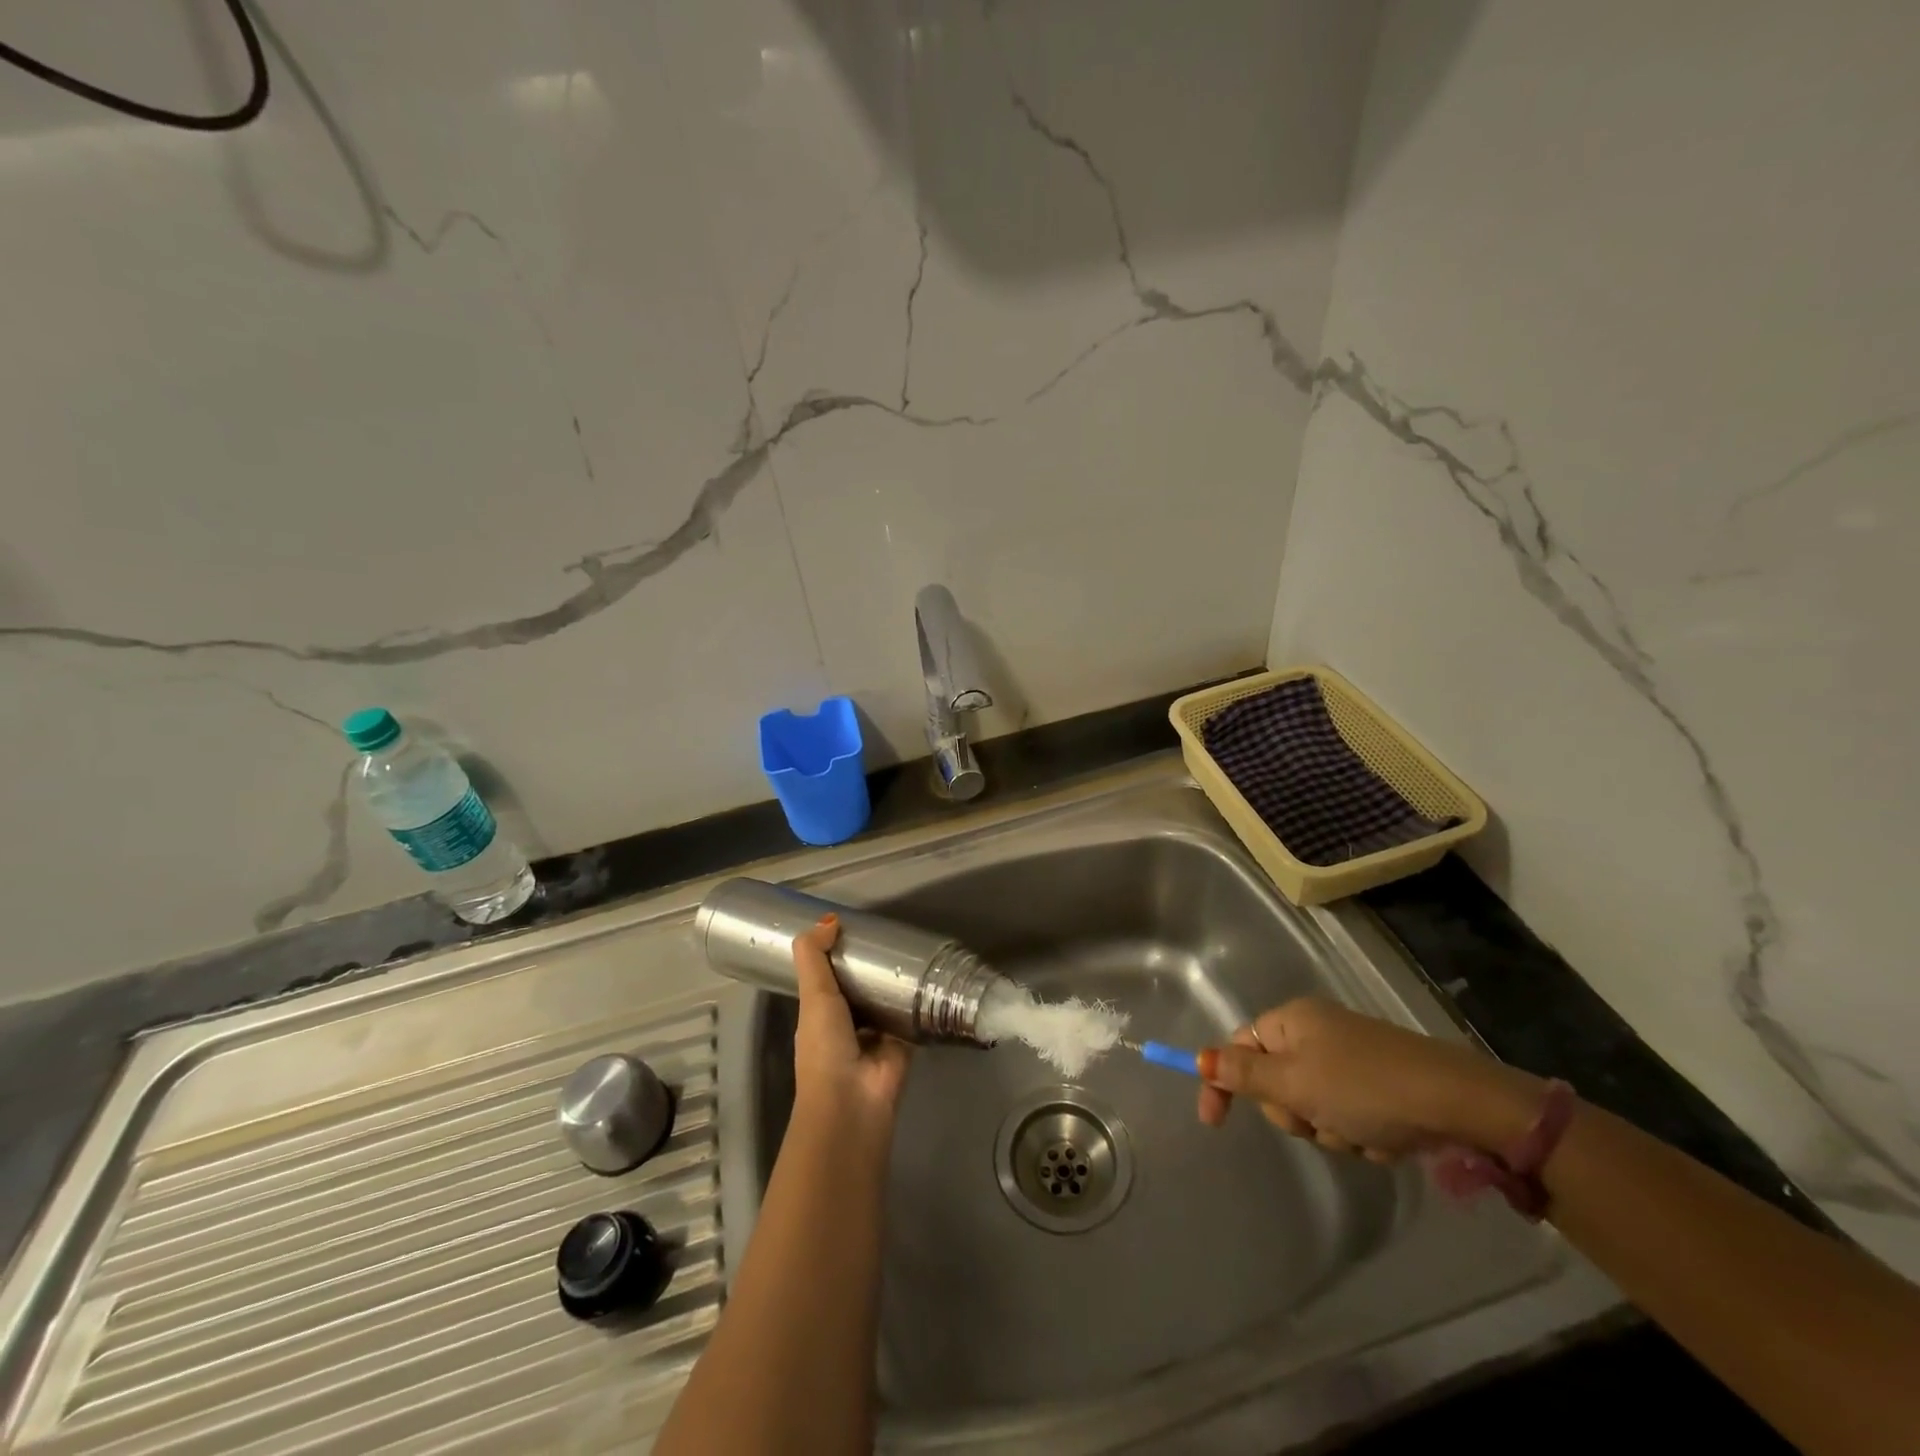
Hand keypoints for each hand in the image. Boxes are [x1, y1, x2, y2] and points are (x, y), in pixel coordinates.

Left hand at [791, 914, 912, 1123]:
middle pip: (861, 986)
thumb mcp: (813, 995)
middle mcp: (848, 1023)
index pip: (830, 976)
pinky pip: (913, 1015)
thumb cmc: (825, 1046)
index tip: (857, 926)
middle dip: (873, 965)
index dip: (839, 952)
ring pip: (887, 999)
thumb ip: (814, 956)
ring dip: (897, 981)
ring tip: (916, 948)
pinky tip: (933, 976)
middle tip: (893, 932)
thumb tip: (829, 919)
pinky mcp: (904, 1043)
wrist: (853, 1101)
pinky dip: (920, 1000)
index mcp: (821, 1013)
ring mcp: (877, 1035)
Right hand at [1196, 997, 1539, 1161]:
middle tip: (1315, 1120)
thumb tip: (1198, 1058)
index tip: (1213, 1123)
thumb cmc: (1365, 1088)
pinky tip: (1383, 1139)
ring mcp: (1349, 1058)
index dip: (1221, 1080)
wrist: (1459, 1104)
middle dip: (1293, 1111)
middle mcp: (1317, 1032)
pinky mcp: (1379, 1086)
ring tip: (1358, 1134)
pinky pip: (1346, 1117)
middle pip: (1275, 1081)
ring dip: (1328, 1129)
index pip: (1238, 1046)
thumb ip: (1243, 1074)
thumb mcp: (1295, 1084)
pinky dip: (1358, 1135)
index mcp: (1291, 1021)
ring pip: (1312, 1106)